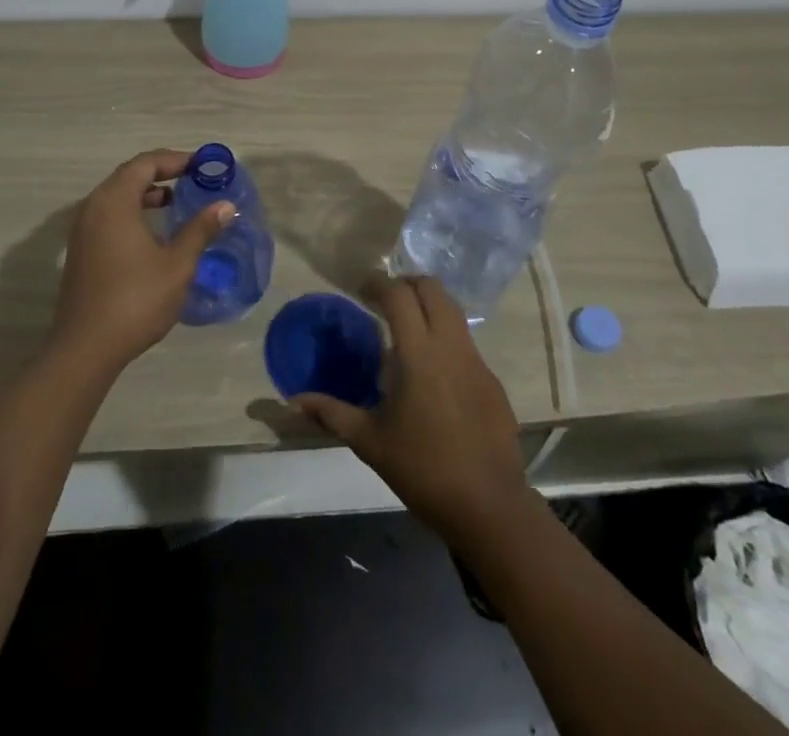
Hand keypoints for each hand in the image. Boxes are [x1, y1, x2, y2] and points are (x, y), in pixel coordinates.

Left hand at [51, 149, 233, 375]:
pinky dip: (132, 211)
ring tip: (176, 203)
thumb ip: (200, 229)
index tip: (202, 166)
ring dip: (146, 193)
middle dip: (162, 173)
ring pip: (116, 196)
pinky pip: (108, 215)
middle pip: (129, 175)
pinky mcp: (80, 250)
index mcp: (114, 202)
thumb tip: (225, 206)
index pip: (146, 163)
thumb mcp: (177, 264)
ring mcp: (82, 230)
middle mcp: (93, 207)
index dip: (175, 160)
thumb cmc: (135, 299)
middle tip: (193, 180)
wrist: (86, 348)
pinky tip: (153, 233)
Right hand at [293, 276, 530, 545]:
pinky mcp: (492, 380)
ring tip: (407, 328)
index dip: (379, 283)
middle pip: (433, 289)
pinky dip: (446, 338)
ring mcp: (476, 361)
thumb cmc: (423, 469)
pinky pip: (466, 343)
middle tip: (385, 299)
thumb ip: (332, 413)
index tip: (362, 287)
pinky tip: (433, 371)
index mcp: (418, 353)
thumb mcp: (370, 442)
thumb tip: (296, 400)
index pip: (399, 295)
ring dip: (429, 306)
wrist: (489, 506)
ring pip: (454, 312)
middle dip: (408, 283)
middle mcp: (450, 345)